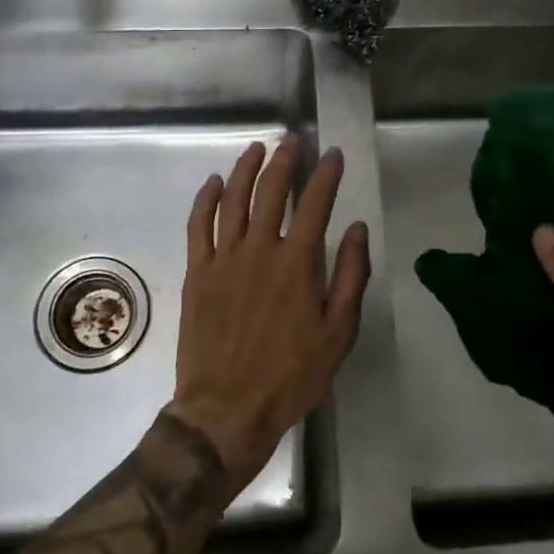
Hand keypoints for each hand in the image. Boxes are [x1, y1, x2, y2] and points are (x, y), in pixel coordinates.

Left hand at [170, 139, 370, 494]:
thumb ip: (349, 276)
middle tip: (293, 142)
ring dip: (246, 169)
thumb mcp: (338, 334)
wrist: (227, 410)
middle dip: (285, 160)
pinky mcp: (198, 273)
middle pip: (271, 190)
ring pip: (233, 199)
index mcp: (297, 264)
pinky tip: (215, 182)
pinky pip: (198, 225)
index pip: (315, 203)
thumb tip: (356, 229)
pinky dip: (206, 199)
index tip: (332, 154)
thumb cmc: (291, 376)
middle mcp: (260, 250)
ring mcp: (223, 259)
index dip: (325, 174)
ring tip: (257, 148)